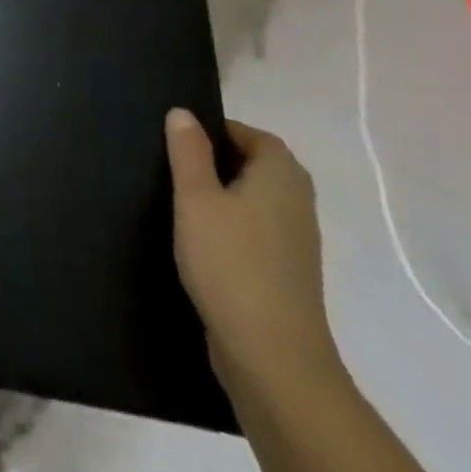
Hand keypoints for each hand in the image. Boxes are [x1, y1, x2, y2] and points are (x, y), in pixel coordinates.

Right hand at [166, 109, 343, 395]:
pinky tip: (199, 243)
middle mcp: (297, 203)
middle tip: (173, 168)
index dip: (217, 131)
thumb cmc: (231, 263)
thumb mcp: (196, 198)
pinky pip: (256, 232)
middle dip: (216, 163)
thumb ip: (188, 152)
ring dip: (222, 198)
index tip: (178, 141)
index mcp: (281, 176)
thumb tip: (183, 113)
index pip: (253, 135)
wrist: (272, 358)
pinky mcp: (286, 274)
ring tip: (180, 204)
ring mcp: (295, 242)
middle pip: (256, 166)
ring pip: (255, 201)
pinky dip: (230, 228)